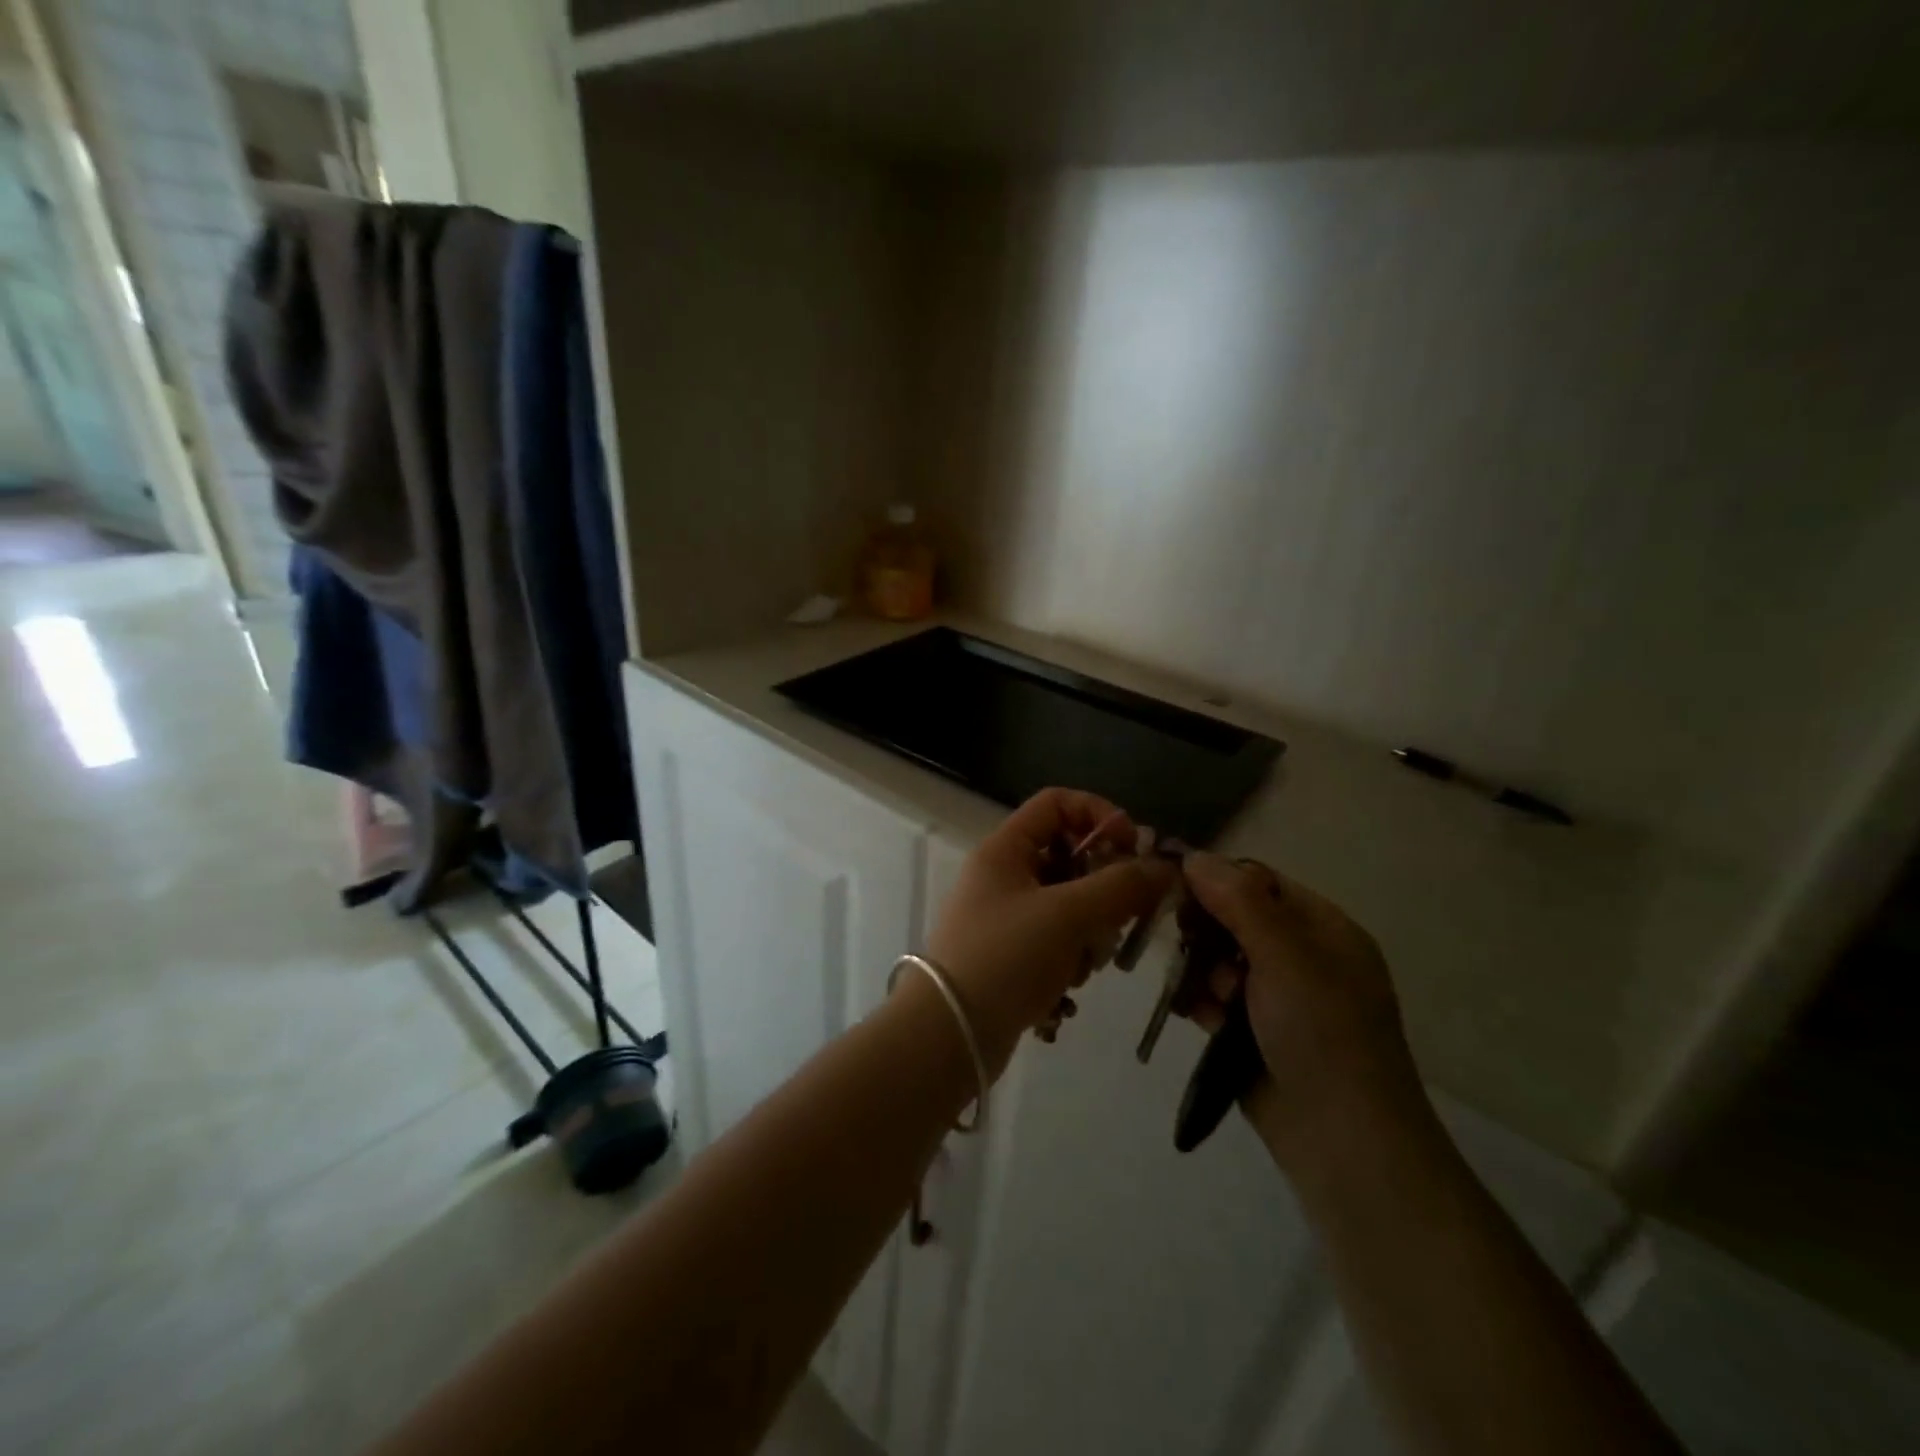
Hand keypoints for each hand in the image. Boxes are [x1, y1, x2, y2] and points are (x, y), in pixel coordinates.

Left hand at [927, 789, 1175, 1076]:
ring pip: (1069, 903)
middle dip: (1102, 886)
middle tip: (1124, 915)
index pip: (1057, 803)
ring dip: (1090, 930)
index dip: (1099, 815)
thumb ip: (1121, 886)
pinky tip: (1069, 986)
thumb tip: (1165, 867)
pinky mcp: (1011, 954)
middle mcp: (1003, 875)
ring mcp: (1005, 916)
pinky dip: (1071, 957)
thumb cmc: (1006, 958)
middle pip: (1069, 856)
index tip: (1133, 849)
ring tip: (1085, 961)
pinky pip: (1057, 940)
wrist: (951, 1035)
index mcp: (1005, 849)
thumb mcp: (1068, 915)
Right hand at [1178, 852, 1425, 1164]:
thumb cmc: (1322, 1034)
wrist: (1343, 1143)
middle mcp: (1302, 957)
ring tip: (1208, 998)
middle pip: (1233, 919)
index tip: (1172, 885)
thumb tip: (1193, 854)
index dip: (1216, 879)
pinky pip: (1214, 999)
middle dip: (1206, 931)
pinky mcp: (1253, 1033)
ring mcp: (1278, 998)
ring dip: (1202, 971)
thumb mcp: (1285, 955)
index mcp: (1323, 929)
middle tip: (1187, 945)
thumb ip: (1238, 900)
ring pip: (1218, 960)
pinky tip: (1197, 1017)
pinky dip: (1201, 1002)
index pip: (1259, 881)